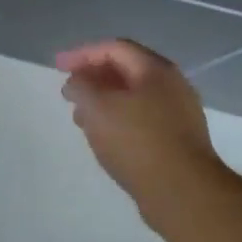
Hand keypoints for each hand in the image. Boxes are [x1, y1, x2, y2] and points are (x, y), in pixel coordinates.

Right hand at [57, 40, 226, 203]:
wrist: (183, 193)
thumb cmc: (136, 141)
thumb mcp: (97, 107)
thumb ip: (81, 87)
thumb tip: (77, 82)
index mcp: (156, 70)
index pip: (114, 48)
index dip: (82, 54)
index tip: (58, 67)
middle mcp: (173, 86)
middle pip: (126, 71)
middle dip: (93, 78)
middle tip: (69, 92)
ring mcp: (179, 115)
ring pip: (134, 98)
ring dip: (104, 102)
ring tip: (81, 118)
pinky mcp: (178, 141)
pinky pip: (142, 120)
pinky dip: (118, 121)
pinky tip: (104, 138)